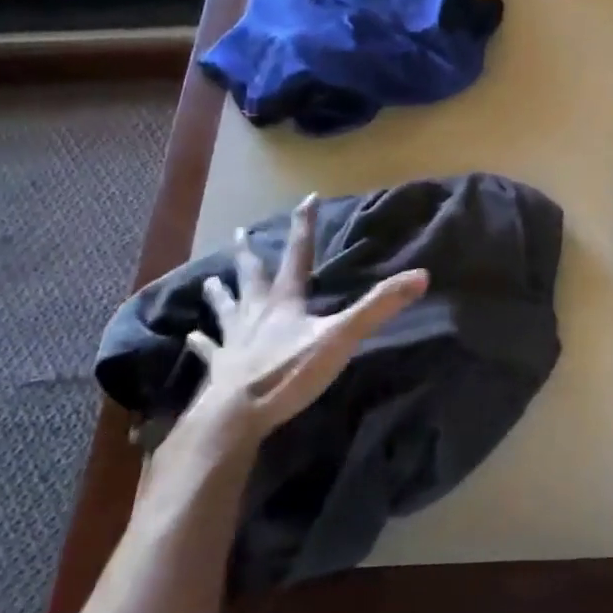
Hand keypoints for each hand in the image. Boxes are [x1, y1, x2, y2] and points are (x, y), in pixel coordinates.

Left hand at [168, 195, 427, 469]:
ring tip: (208, 281)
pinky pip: (209, 350)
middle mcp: (257, 313)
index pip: (298, 254)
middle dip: (250, 253)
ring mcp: (235, 340)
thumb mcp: (341, 336)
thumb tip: (420, 275)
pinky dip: (201, 343)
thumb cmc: (290, 372)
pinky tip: (191, 338)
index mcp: (285, 301)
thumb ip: (379, 307)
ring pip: (226, 308)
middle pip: (253, 276)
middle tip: (240, 233)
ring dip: (220, 293)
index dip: (304, 226)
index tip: (307, 198)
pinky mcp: (220, 368)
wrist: (238, 414)